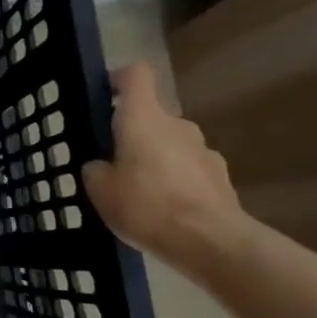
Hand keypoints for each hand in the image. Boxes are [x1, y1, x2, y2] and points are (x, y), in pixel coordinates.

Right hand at [83, 63, 247, 273]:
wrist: (210, 241)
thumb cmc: (146, 206)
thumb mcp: (99, 190)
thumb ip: (95, 169)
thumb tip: (101, 166)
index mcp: (142, 118)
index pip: (134, 76)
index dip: (117, 80)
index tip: (103, 96)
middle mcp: (176, 124)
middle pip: (150, 116)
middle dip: (131, 134)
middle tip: (112, 164)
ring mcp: (203, 149)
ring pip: (170, 144)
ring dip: (155, 159)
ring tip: (139, 193)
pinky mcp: (221, 175)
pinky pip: (188, 168)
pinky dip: (175, 181)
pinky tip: (165, 209)